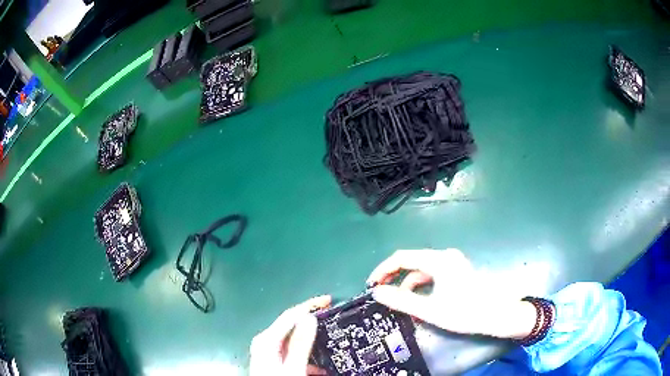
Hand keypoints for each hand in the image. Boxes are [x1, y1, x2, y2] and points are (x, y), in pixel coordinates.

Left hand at [250, 296, 330, 375]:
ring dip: (312, 342)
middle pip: (291, 325)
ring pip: (294, 340)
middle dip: (312, 321)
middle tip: (333, 318)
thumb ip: (299, 344)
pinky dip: (307, 357)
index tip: (329, 301)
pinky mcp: (275, 362)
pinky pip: (293, 353)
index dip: (310, 305)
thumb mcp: (292, 368)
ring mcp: (270, 353)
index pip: (290, 315)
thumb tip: (310, 318)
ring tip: (331, 342)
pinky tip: (319, 368)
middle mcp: (266, 342)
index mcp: (267, 340)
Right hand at [367, 249, 536, 339]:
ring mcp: (453, 263)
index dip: (383, 269)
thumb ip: (401, 301)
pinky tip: (419, 300)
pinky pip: (432, 275)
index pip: (402, 257)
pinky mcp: (456, 272)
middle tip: (381, 293)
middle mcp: (445, 256)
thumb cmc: (465, 312)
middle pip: (412, 261)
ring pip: (422, 270)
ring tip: (401, 302)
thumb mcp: (430, 309)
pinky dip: (421, 286)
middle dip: (394, 277)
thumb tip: (378, 292)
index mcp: (439, 261)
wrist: (498, 315)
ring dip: (408, 284)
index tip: (371, 284)